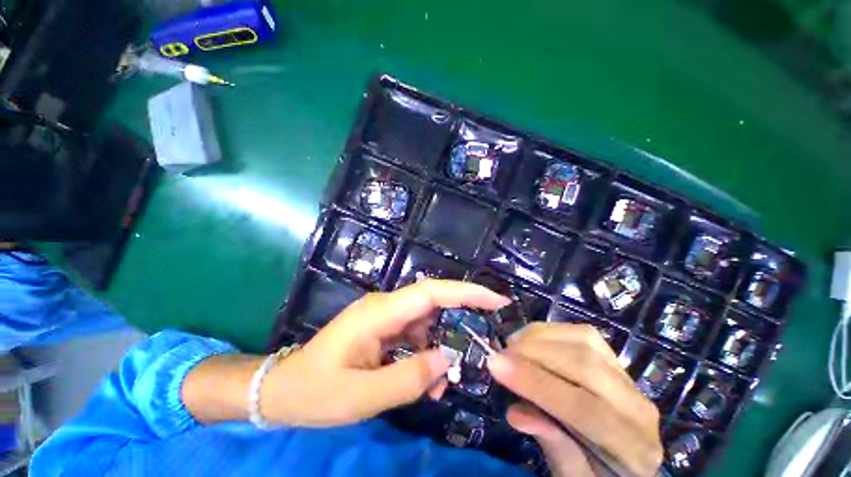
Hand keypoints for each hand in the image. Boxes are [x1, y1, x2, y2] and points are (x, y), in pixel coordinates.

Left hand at [261, 279, 510, 426]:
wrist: (283, 390)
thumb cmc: (315, 392)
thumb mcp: (362, 396)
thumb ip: (409, 379)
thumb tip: (448, 359)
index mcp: (379, 312)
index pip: (431, 292)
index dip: (466, 292)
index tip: (496, 300)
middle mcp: (385, 307)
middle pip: (433, 303)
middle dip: (461, 319)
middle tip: (483, 343)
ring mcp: (385, 317)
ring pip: (426, 323)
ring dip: (440, 348)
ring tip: (442, 383)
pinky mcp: (384, 329)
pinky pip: (415, 336)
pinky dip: (426, 354)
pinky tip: (425, 379)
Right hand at [487, 323, 663, 476]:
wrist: (625, 457)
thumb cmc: (596, 472)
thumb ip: (554, 448)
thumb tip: (516, 413)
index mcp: (633, 449)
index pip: (583, 409)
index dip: (535, 383)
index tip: (495, 365)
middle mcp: (638, 407)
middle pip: (584, 366)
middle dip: (533, 355)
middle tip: (498, 353)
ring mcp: (629, 378)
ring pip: (584, 342)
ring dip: (539, 338)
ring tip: (511, 345)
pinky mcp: (614, 360)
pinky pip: (582, 334)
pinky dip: (550, 331)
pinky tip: (529, 339)